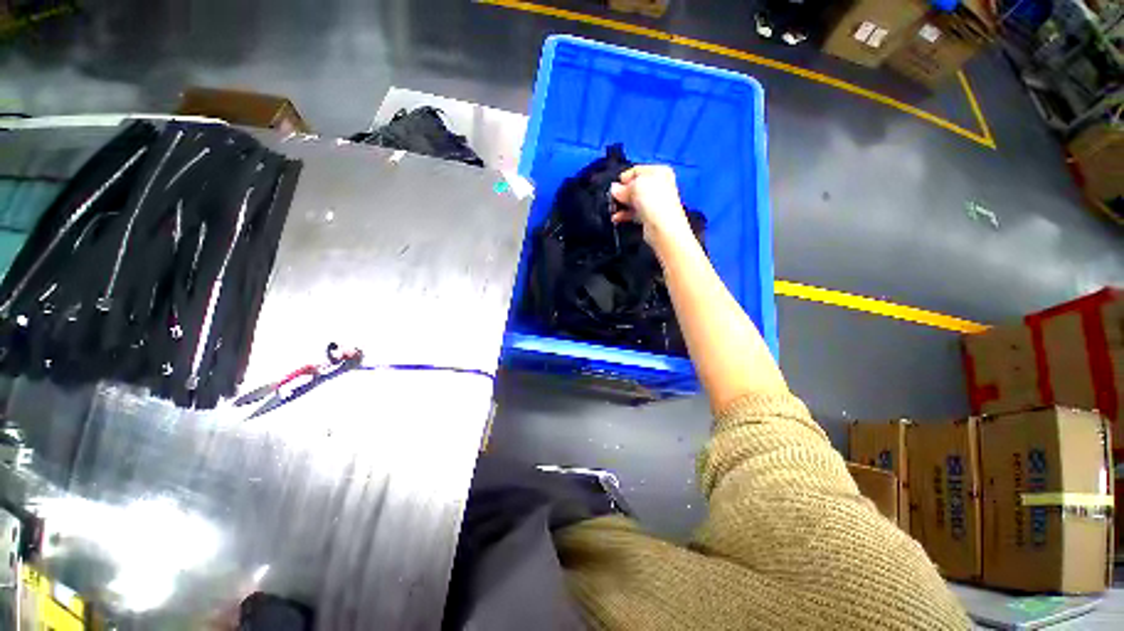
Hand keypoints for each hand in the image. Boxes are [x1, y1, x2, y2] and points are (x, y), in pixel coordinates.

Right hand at [609, 165, 691, 249]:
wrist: (663, 226)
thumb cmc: (653, 201)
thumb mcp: (635, 186)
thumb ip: (623, 187)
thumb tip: (614, 189)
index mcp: (659, 171)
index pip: (636, 171)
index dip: (624, 179)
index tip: (615, 188)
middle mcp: (658, 185)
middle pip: (634, 186)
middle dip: (622, 193)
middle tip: (613, 199)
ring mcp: (654, 202)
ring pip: (633, 201)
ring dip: (621, 205)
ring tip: (612, 210)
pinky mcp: (650, 216)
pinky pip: (634, 213)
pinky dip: (625, 215)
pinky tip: (616, 218)